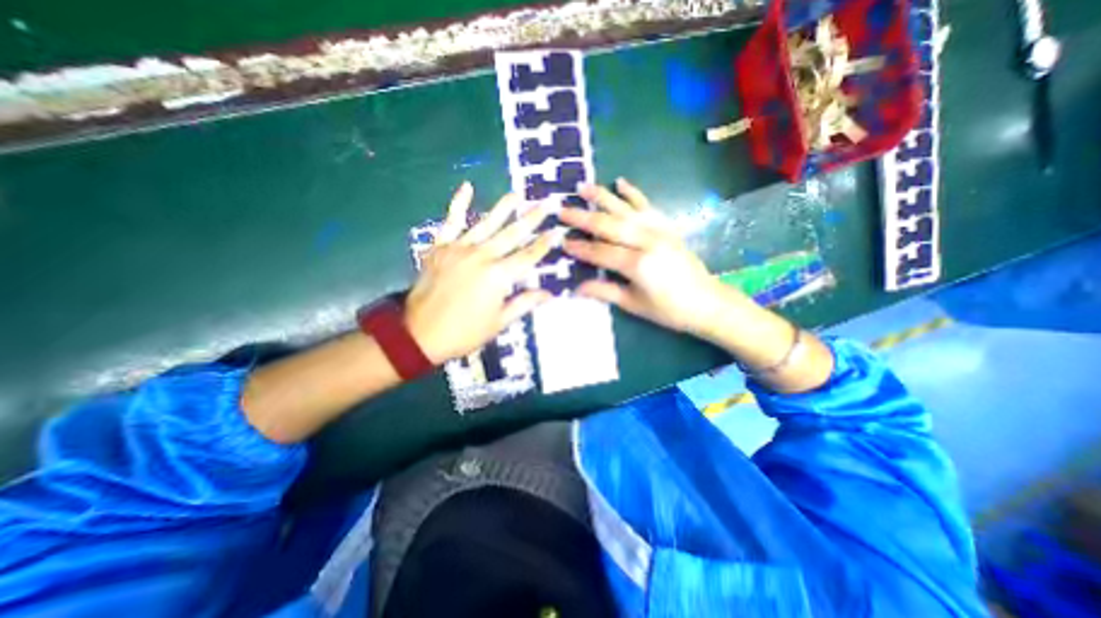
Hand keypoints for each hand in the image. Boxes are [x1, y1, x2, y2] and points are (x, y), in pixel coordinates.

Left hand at [403, 183, 559, 366]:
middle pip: (512, 234)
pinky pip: (451, 221)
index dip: (544, 244)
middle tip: (546, 203)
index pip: (528, 256)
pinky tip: (467, 187)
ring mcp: (459, 248)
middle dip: (532, 218)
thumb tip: (549, 293)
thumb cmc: (464, 332)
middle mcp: (482, 256)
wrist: (419, 334)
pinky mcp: (441, 247)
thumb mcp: (499, 322)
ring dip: (503, 208)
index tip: (556, 231)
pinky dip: (458, 203)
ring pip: (486, 223)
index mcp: (498, 276)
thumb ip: (524, 303)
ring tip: (516, 194)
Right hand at [563, 177, 752, 335]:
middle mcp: (647, 241)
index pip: (601, 252)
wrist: (707, 302)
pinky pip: (647, 205)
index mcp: (638, 264)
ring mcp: (659, 231)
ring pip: (625, 209)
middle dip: (583, 218)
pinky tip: (620, 181)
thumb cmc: (669, 309)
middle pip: (609, 225)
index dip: (580, 249)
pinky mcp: (667, 227)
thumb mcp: (634, 304)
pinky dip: (632, 193)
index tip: (562, 242)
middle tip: (561, 210)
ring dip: (602, 197)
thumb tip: (577, 287)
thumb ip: (605, 291)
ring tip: (582, 187)